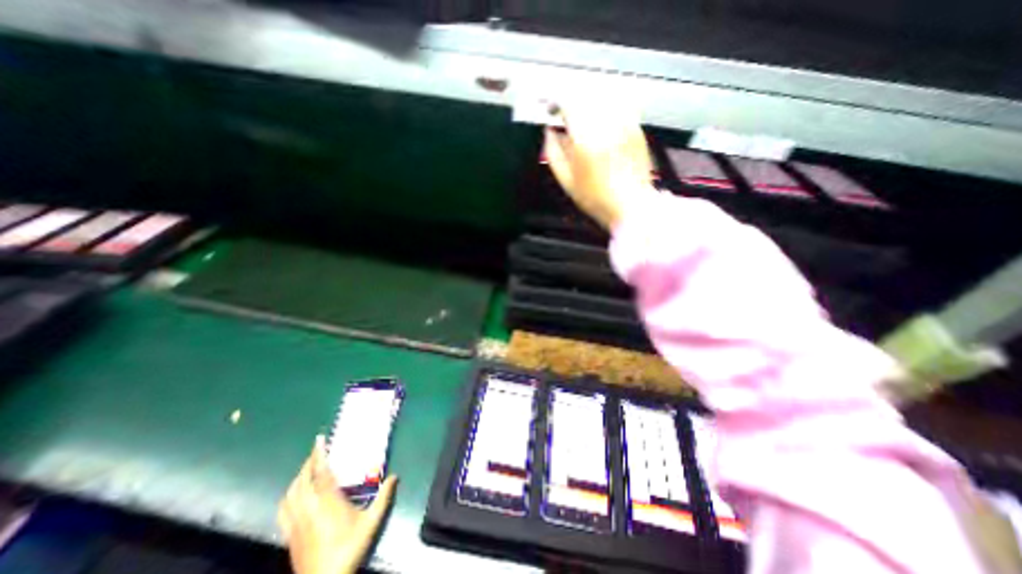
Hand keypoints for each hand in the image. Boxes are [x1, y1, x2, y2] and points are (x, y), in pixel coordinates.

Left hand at [277, 436, 399, 573]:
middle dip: (308, 463)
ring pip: (290, 493)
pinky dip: (288, 495)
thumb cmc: (349, 547)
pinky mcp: (289, 534)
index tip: (319, 439)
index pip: (320, 473)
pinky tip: (294, 495)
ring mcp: (295, 522)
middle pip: (302, 480)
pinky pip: (283, 509)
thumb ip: (384, 497)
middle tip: (317, 451)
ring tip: (307, 469)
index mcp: (328, 501)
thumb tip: (395, 476)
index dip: (319, 455)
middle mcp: (308, 508)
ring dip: (297, 477)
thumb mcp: (372, 522)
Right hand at [546, 102, 659, 228]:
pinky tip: (599, 114)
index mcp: (586, 140)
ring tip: (580, 111)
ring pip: (603, 93)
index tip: (549, 108)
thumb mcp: (567, 181)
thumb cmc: (596, 199)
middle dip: (570, 97)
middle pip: (585, 92)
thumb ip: (553, 154)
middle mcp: (606, 126)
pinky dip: (606, 102)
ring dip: (587, 97)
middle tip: (562, 109)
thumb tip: (548, 132)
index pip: (568, 102)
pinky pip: (620, 101)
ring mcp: (624, 123)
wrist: (631, 205)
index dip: (555, 100)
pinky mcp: (636, 126)